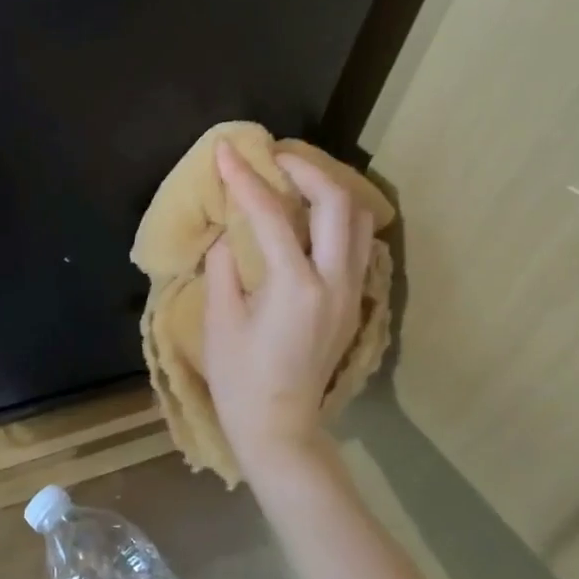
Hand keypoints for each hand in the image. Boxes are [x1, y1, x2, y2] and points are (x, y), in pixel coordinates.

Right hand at [203, 139, 375, 480]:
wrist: (279, 427)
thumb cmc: (240, 379)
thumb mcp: (219, 320)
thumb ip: (224, 266)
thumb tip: (228, 233)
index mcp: (294, 286)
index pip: (272, 214)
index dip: (245, 178)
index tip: (226, 151)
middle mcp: (334, 281)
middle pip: (338, 204)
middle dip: (306, 170)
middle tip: (273, 158)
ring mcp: (351, 292)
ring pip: (358, 221)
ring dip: (328, 190)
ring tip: (293, 180)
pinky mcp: (353, 302)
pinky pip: (356, 243)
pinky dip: (336, 218)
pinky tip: (308, 218)